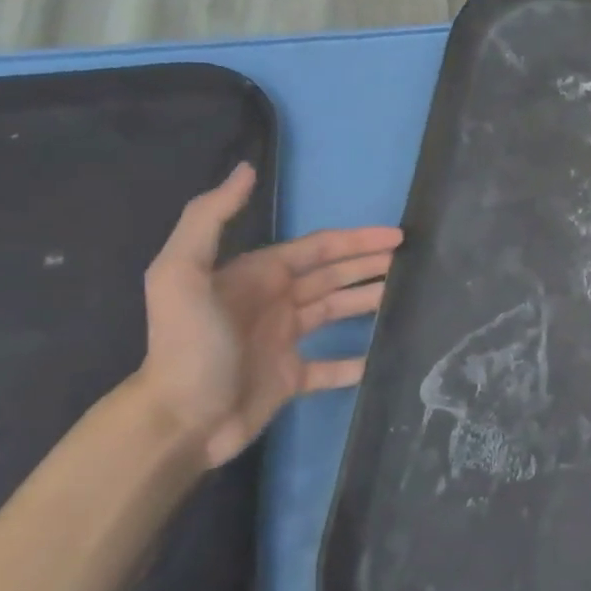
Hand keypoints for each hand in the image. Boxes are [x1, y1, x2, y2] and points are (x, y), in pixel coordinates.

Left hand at [139, 163, 402, 467]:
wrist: (178, 421)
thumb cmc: (190, 345)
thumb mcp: (182, 274)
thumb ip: (210, 218)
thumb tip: (246, 169)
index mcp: (258, 275)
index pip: (319, 249)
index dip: (357, 240)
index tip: (397, 236)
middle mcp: (274, 302)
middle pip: (333, 276)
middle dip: (370, 265)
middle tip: (412, 261)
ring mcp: (283, 341)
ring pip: (337, 312)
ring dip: (370, 301)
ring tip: (407, 297)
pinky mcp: (290, 379)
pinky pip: (332, 366)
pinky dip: (358, 360)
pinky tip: (384, 354)